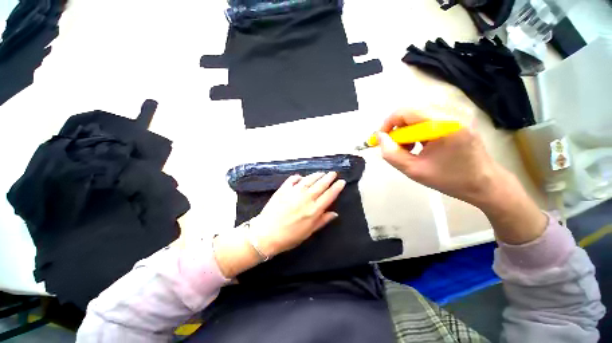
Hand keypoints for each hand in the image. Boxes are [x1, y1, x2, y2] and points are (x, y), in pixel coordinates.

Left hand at [213, 172, 345, 278]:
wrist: (266, 234)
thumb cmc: (289, 237)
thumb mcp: (308, 232)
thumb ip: (322, 221)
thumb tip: (334, 213)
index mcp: (314, 210)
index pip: (329, 195)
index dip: (336, 187)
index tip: (341, 181)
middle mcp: (306, 198)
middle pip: (320, 185)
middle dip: (329, 178)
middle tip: (333, 173)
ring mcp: (294, 192)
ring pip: (309, 180)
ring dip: (316, 175)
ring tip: (321, 173)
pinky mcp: (283, 189)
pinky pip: (293, 180)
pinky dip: (298, 177)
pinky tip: (301, 177)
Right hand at [377, 109, 500, 205]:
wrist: (483, 183)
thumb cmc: (449, 179)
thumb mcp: (413, 170)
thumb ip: (391, 153)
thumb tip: (380, 138)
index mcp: (445, 124)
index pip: (406, 111)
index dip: (388, 123)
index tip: (381, 139)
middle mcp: (452, 112)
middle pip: (411, 110)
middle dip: (397, 128)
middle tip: (395, 146)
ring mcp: (457, 112)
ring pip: (417, 112)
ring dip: (407, 129)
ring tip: (409, 147)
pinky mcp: (457, 116)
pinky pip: (427, 116)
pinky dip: (417, 128)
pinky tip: (420, 143)